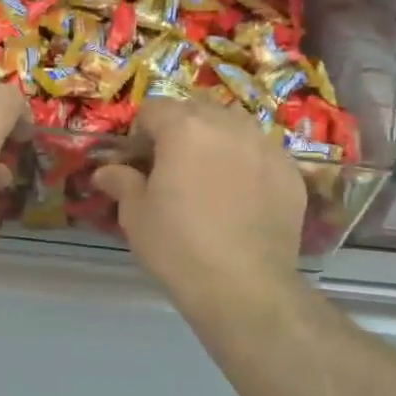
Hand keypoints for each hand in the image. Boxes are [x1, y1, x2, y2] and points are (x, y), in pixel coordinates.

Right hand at [93, 100, 305, 305]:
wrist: (245, 287)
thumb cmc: (179, 246)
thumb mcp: (136, 216)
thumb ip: (122, 182)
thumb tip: (105, 172)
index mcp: (184, 128)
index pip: (154, 108)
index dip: (142, 132)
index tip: (140, 161)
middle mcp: (227, 125)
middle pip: (197, 109)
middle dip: (181, 129)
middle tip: (174, 167)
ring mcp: (265, 146)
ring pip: (234, 126)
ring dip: (218, 140)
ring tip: (211, 176)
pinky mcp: (291, 172)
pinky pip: (262, 153)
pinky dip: (248, 163)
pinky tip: (243, 196)